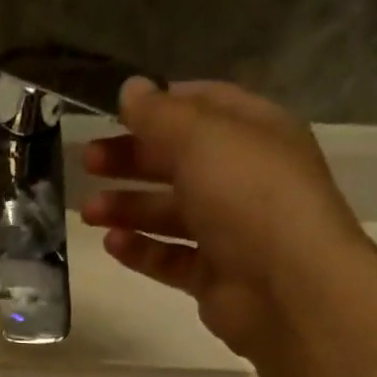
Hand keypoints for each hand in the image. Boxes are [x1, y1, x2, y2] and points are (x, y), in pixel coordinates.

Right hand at [81, 79, 376, 359]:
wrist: (288, 288)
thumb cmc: (250, 198)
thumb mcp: (203, 139)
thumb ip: (161, 115)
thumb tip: (130, 89)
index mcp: (254, 133)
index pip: (204, 106)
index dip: (160, 105)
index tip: (113, 113)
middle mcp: (243, 179)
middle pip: (179, 161)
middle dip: (132, 159)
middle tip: (87, 162)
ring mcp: (229, 231)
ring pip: (170, 213)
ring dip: (128, 207)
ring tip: (89, 211)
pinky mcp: (213, 276)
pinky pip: (169, 258)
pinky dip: (141, 250)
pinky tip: (111, 244)